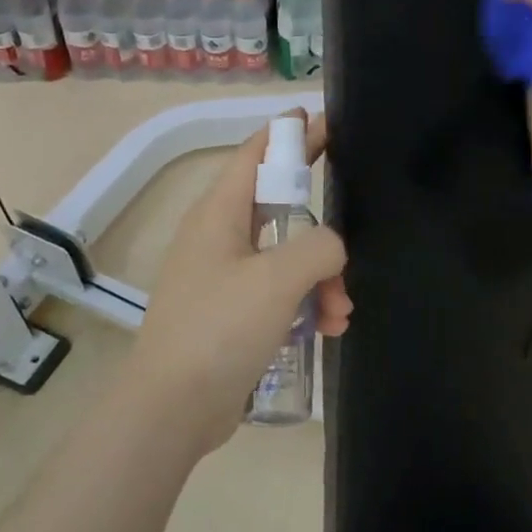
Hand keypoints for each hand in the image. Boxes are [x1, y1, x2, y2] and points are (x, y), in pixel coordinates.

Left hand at [131, 112, 350, 453]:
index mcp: (219, 214)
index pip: (256, 154)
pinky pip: (280, 293)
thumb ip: (319, 246)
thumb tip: (332, 248)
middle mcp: (219, 238)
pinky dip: (307, 304)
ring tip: (341, 310)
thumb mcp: (278, 278)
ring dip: (322, 277)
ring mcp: (225, 278)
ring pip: (287, 257)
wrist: (173, 410)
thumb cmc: (220, 329)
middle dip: (320, 224)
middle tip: (358, 219)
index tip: (324, 121)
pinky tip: (330, 328)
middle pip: (279, 207)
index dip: (289, 134)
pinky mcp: (233, 315)